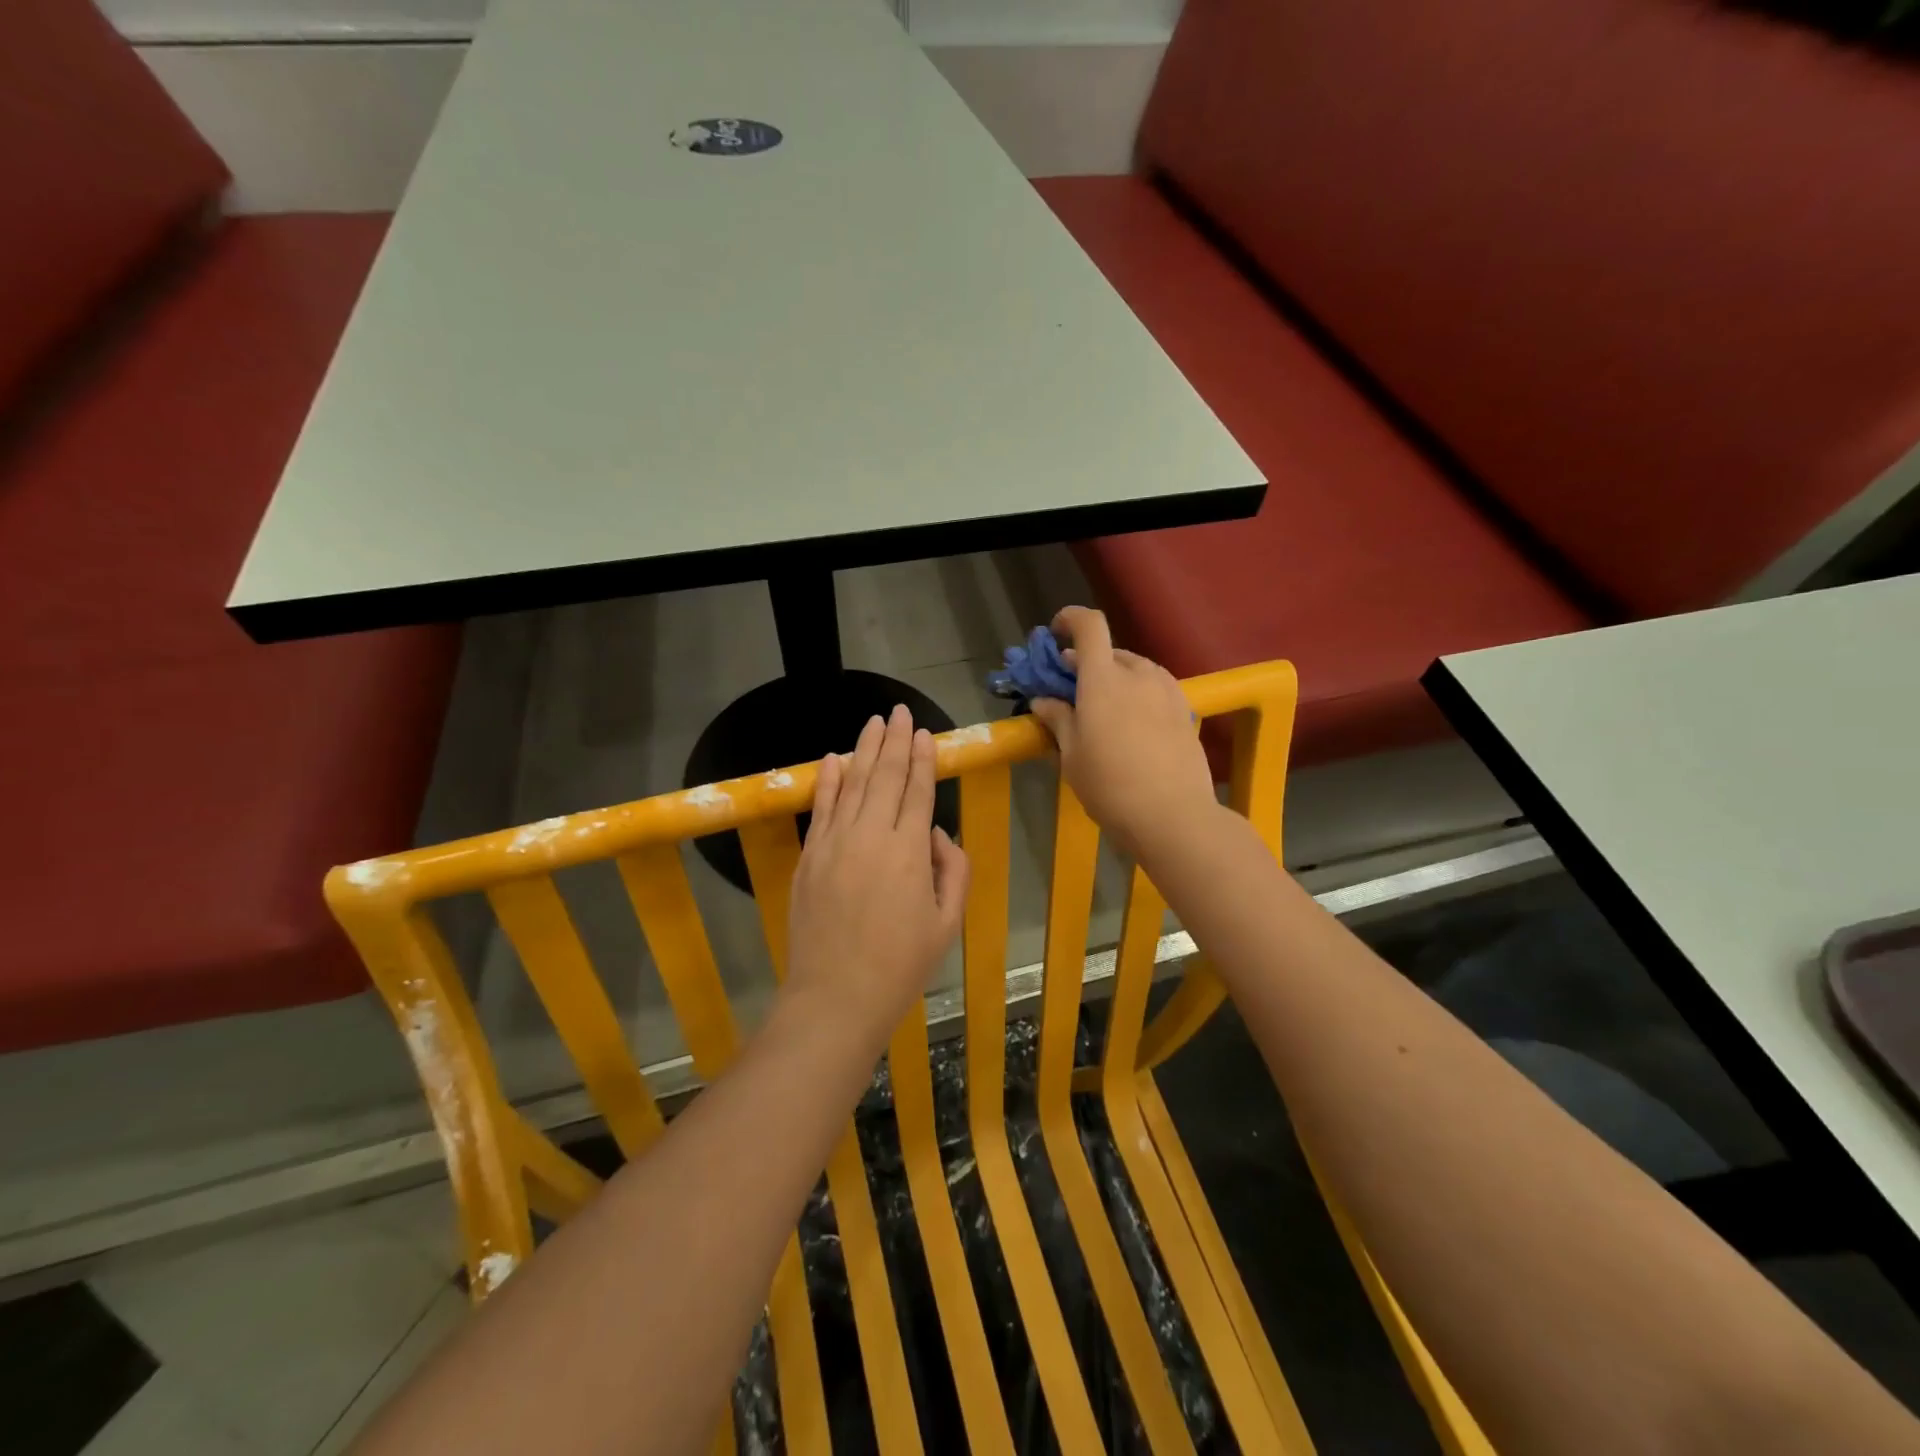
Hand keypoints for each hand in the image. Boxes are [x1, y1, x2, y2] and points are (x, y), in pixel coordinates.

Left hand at [784, 705, 969, 1038]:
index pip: (917, 791)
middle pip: (885, 777)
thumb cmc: (901, 965)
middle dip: (895, 741)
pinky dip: (828, 781)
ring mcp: (834, 843)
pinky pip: (821, 808)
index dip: (922, 759)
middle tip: (899, 712)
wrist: (836, 997)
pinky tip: (834, 759)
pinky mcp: (809, 857)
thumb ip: (953, 870)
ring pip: (853, 784)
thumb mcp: (948, 922)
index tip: (924, 733)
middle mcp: (871, 836)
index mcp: (909, 851)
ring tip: (873, 722)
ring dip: (864, 750)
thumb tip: (936, 834)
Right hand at [1028, 606, 1216, 858]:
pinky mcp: (1185, 710)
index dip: (1070, 619)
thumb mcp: (1072, 756)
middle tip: (1071, 690)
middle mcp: (1138, 674)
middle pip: (1110, 651)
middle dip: (1087, 662)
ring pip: (1135, 670)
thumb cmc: (1109, 785)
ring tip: (1103, 710)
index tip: (1055, 634)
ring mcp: (1167, 690)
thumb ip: (1058, 719)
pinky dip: (1138, 693)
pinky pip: (1155, 688)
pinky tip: (1132, 725)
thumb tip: (1043, 700)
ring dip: (1115, 678)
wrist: (1173, 816)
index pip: (1089, 626)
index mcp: (1103, 679)